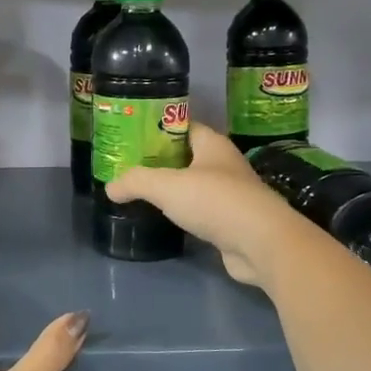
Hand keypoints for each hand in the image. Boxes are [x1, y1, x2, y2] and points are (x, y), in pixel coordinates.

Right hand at [104, 122, 309, 285]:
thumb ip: (136, 182)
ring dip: (175, 190)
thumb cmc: (215, 201)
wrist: (260, 243)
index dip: (160, 129)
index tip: (134, 137)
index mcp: (213, 145)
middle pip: (189, 156)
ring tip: (144, 193)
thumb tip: (110, 187)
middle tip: (132, 167)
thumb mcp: (166, 186)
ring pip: (197, 186)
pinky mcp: (233, 223)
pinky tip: (168, 220)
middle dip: (163, 161)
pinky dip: (186, 214)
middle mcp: (225, 165)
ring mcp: (232, 195)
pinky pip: (203, 212)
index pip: (185, 126)